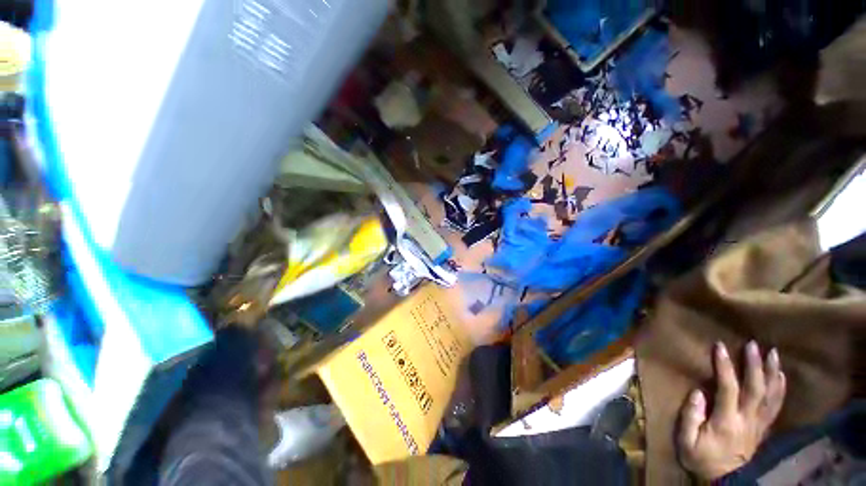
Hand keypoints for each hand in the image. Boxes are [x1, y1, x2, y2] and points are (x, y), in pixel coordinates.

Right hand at [678, 341, 786, 479]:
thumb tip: (697, 392)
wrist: (725, 480)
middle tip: (754, 344)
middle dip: (755, 365)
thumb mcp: (687, 441)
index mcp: (727, 421)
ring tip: (773, 353)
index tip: (720, 347)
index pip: (728, 389)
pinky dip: (780, 389)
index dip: (725, 367)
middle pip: (756, 389)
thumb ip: (690, 417)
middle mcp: (747, 420)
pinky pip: (776, 406)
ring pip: (770, 395)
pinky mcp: (763, 428)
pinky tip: (781, 376)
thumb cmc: (701, 458)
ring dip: (773, 373)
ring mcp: (758, 424)